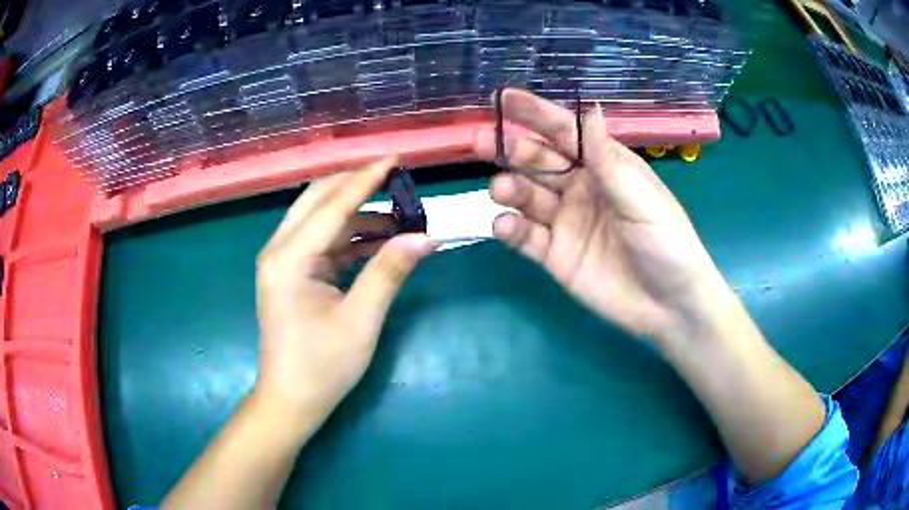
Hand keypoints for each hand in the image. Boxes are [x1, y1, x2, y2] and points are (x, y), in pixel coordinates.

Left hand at [253, 157, 435, 414]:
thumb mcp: (361, 320)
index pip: (333, 205)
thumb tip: (425, 236)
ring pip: (320, 219)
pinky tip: (379, 241)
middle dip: (357, 186)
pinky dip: (349, 237)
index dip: (366, 179)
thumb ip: (389, 271)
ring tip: (399, 217)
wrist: (290, 400)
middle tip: (396, 180)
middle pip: (318, 200)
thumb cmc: (322, 367)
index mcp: (289, 259)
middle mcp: (279, 250)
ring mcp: (282, 261)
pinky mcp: (290, 273)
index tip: (395, 158)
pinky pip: (321, 242)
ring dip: (357, 214)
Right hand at [474, 89, 728, 344]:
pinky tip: (505, 227)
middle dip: (510, 149)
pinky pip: (526, 237)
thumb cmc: (667, 244)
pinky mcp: (555, 255)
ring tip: (502, 190)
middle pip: (538, 161)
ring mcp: (565, 222)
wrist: (668, 306)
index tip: (504, 98)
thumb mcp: (641, 200)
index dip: (536, 113)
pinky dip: (510, 230)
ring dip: (510, 189)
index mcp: (605, 167)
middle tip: (481, 143)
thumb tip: (590, 107)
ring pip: (527, 197)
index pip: (566, 132)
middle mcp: (581, 188)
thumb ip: (608, 161)